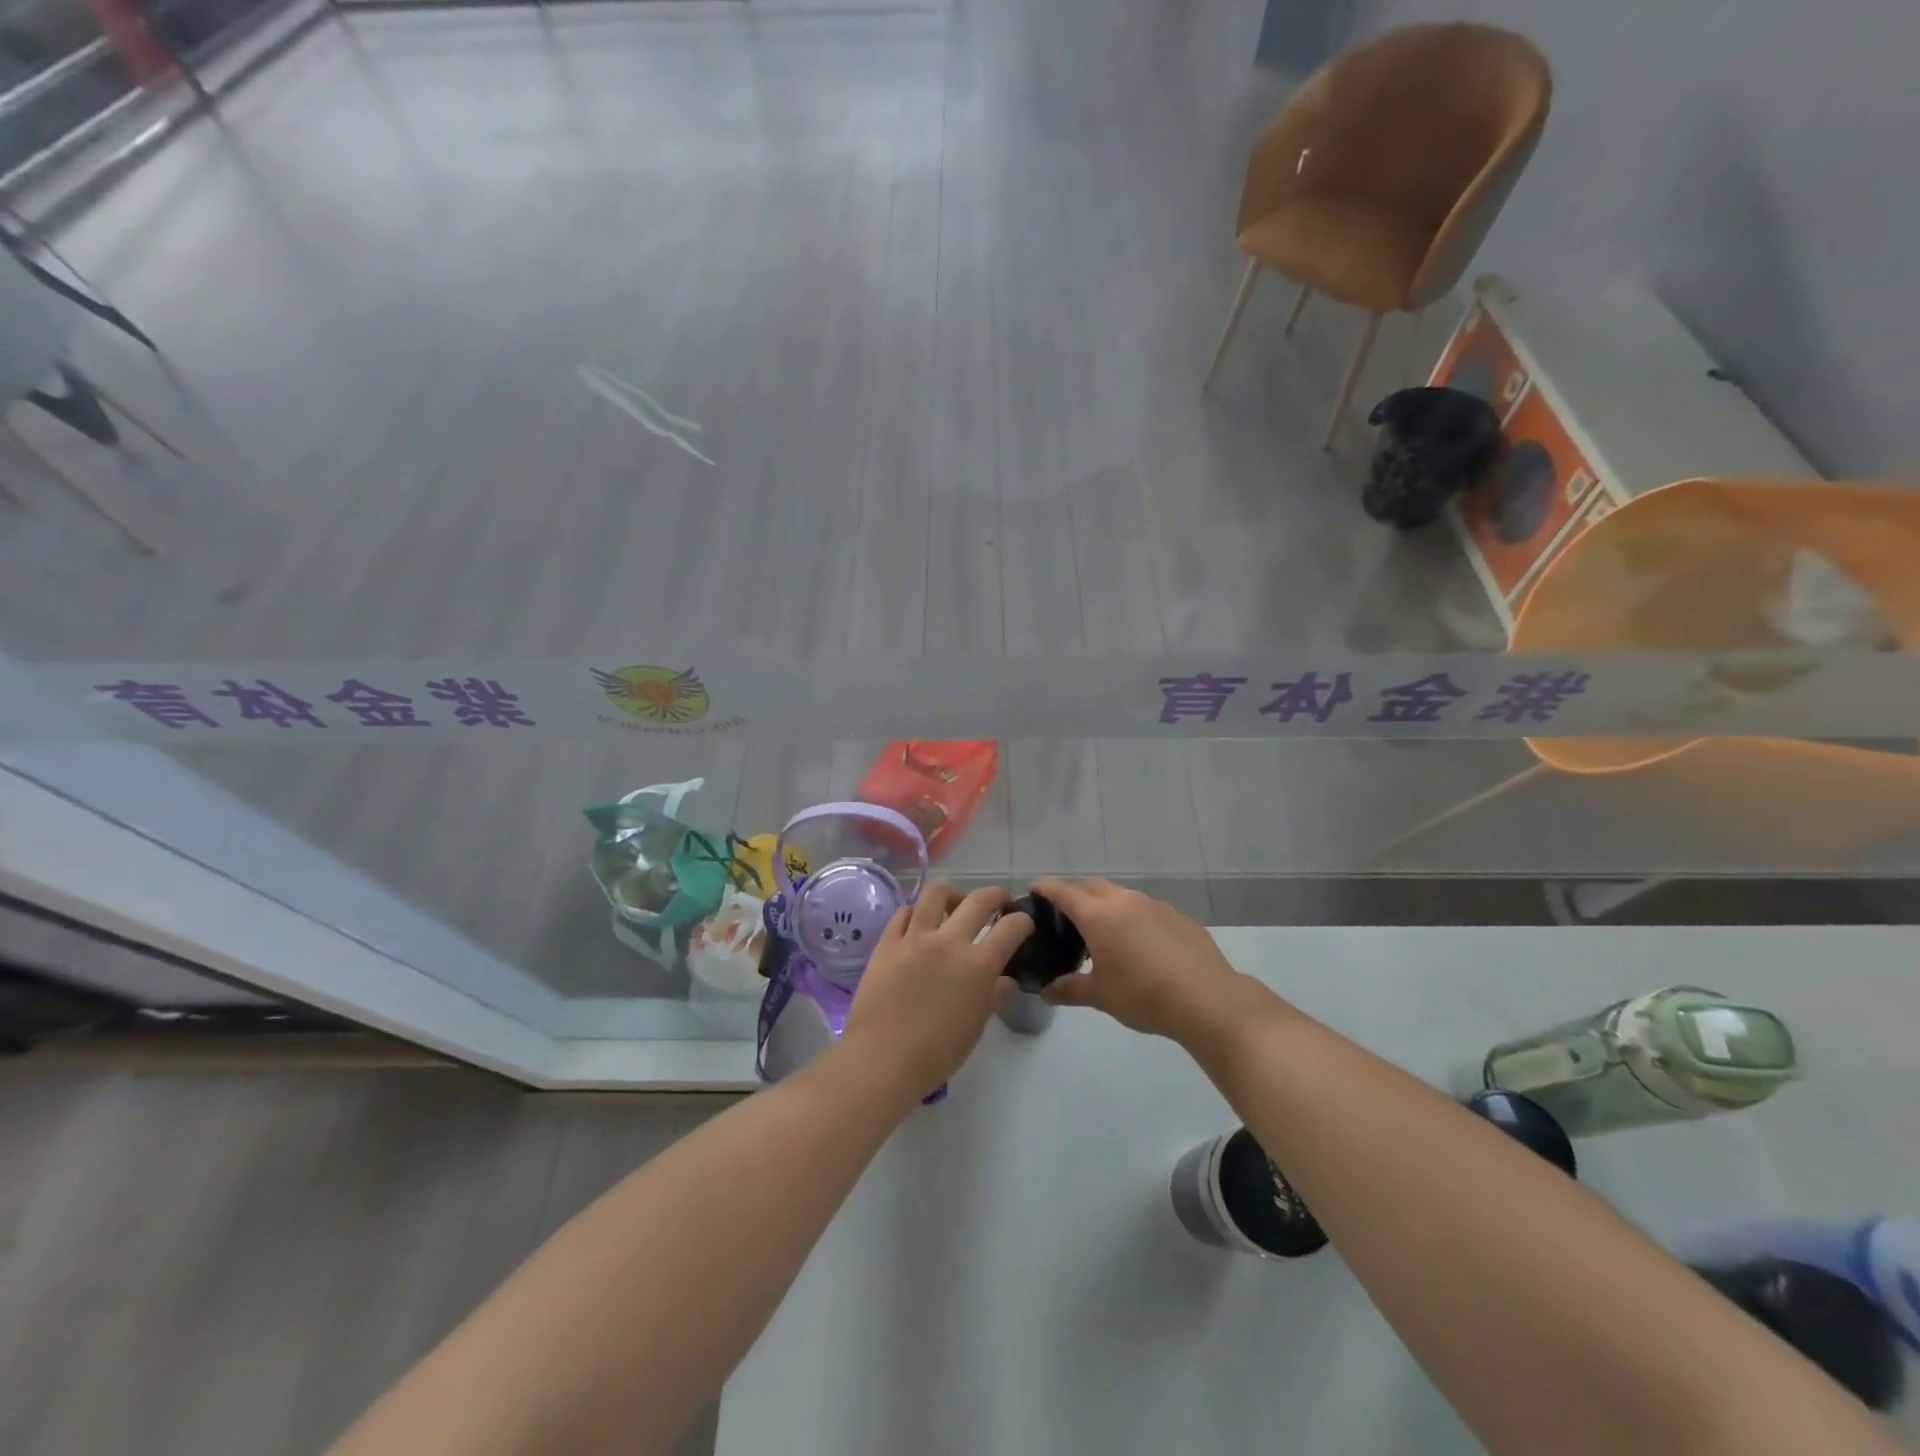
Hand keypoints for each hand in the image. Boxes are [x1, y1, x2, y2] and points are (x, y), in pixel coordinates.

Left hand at [841, 884, 1033, 1096]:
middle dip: (996, 896)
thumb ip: (994, 996)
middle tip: (998, 903)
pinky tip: (919, 925)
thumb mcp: (976, 1027)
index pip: (1011, 928)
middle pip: (980, 900)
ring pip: (937, 893)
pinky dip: (917, 913)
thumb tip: (1007, 980)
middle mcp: (950, 941)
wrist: (882, 1059)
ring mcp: (915, 937)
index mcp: (978, 965)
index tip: (1023, 922)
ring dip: (953, 895)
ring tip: (954, 906)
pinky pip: (905, 912)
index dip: (1023, 921)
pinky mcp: (888, 941)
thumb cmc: (936, 1053)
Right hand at [1031, 879, 1261, 1044]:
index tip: (1035, 890)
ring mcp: (1154, 905)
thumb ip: (1070, 989)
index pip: (1064, 892)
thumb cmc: (1143, 995)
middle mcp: (1124, 901)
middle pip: (1092, 886)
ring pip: (1122, 895)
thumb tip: (1046, 992)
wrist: (1206, 999)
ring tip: (1104, 932)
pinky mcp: (1178, 916)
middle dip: (1076, 894)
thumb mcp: (1100, 996)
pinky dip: (1134, 917)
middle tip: (1066, 916)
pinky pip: (1147, 909)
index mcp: (1098, 915)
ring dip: (1107, 905)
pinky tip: (1141, 945)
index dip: (1047, 888)